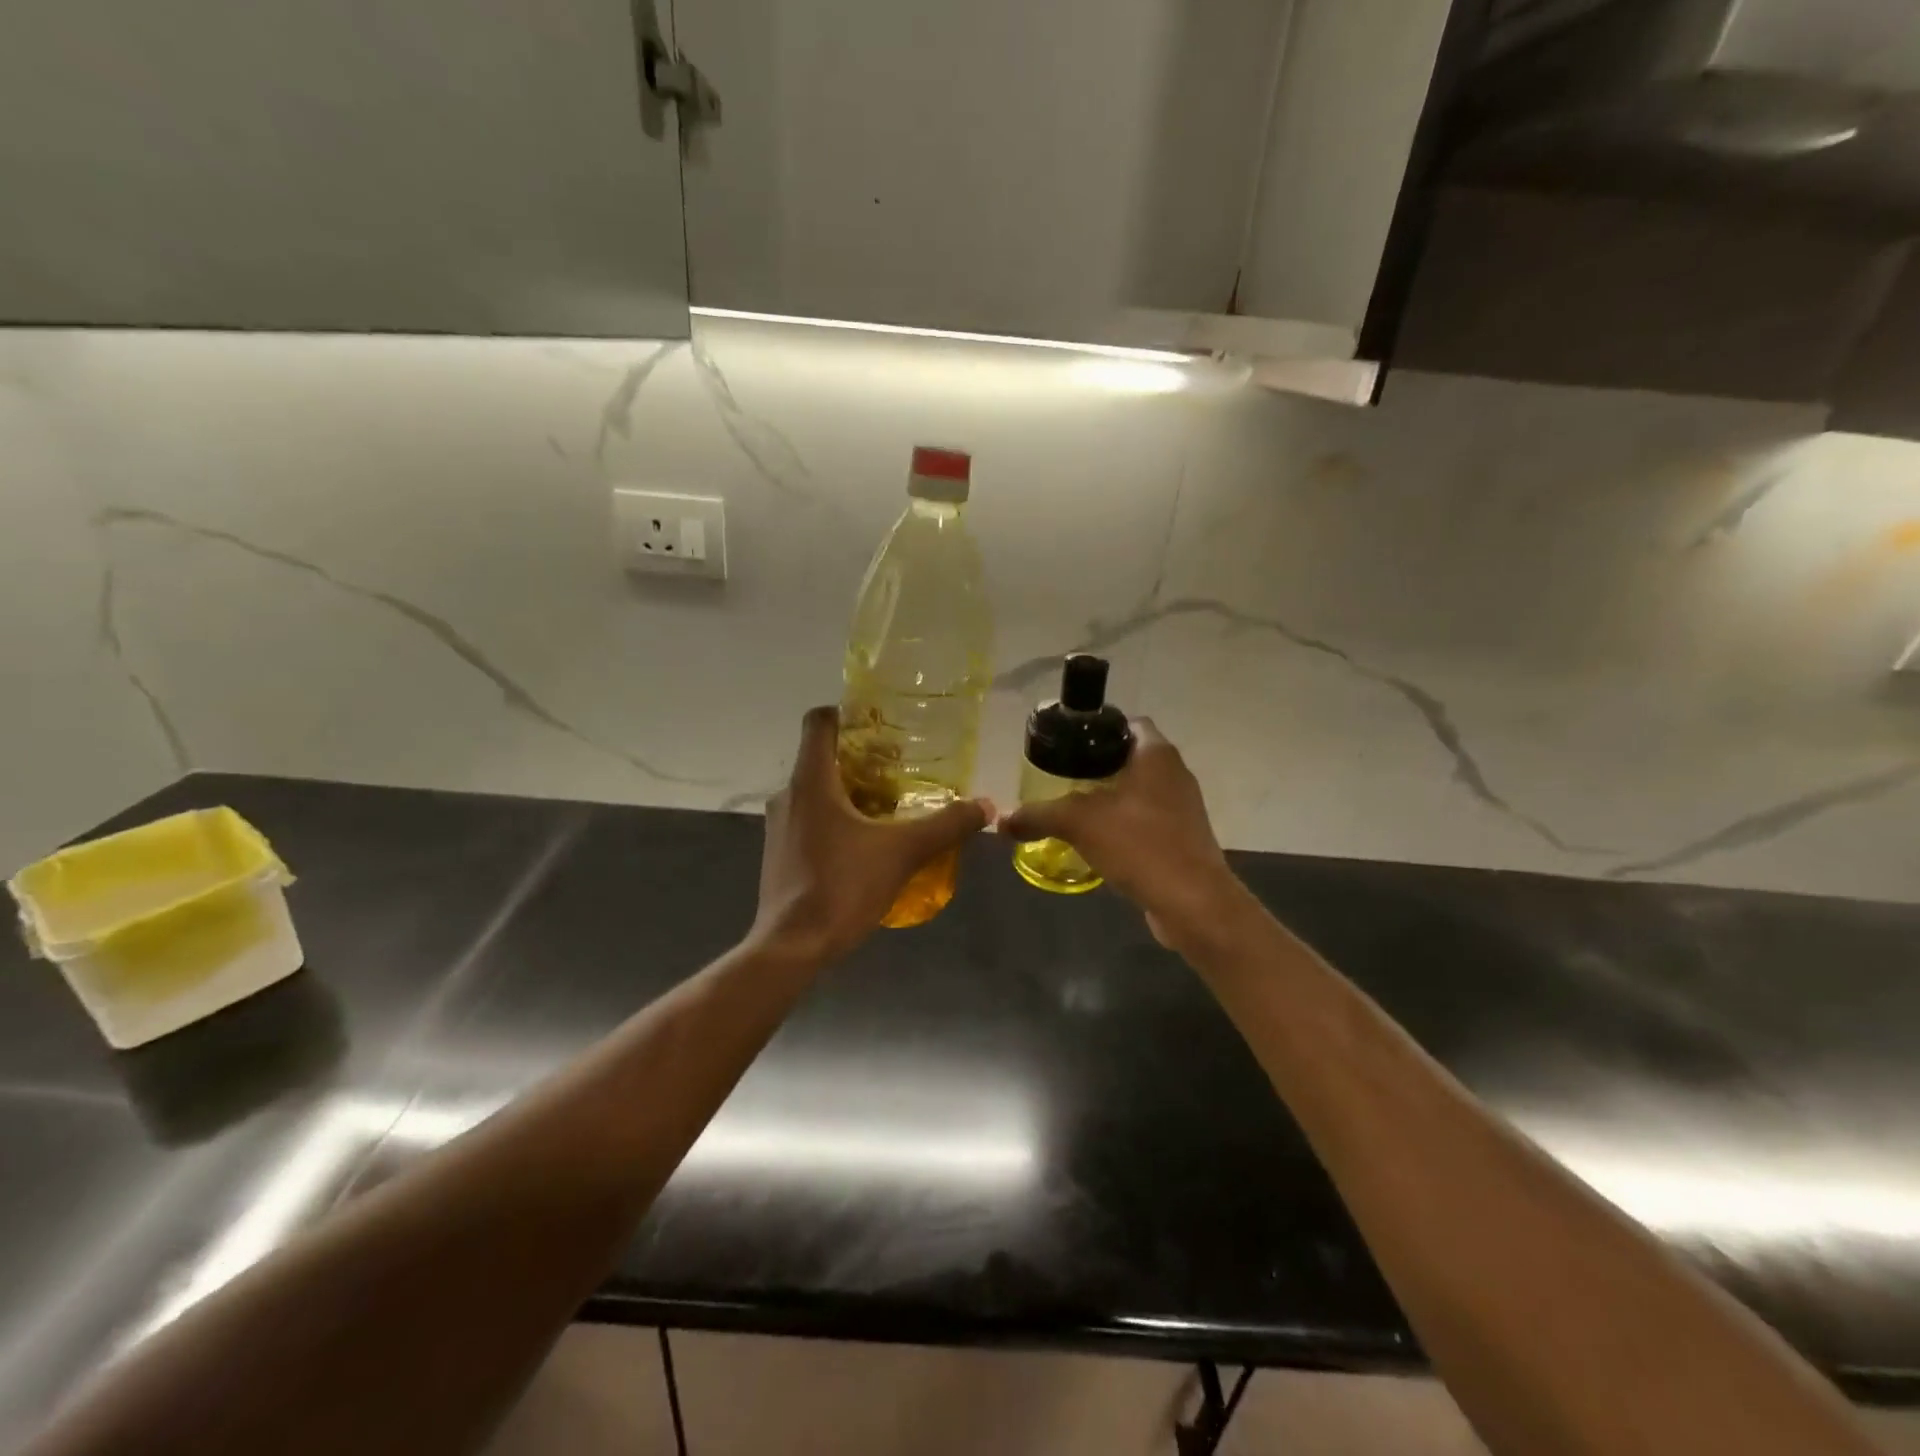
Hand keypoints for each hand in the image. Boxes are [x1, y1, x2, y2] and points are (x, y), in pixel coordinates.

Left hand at [751, 706, 990, 962]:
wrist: (792, 947)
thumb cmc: (842, 886)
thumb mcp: (903, 852)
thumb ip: (946, 826)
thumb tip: (986, 805)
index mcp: (811, 781)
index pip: (819, 722)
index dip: (847, 714)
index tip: (881, 726)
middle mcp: (788, 795)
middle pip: (823, 758)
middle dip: (861, 760)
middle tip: (901, 771)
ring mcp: (779, 826)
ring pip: (817, 791)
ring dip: (850, 793)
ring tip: (890, 808)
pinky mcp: (779, 853)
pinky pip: (810, 820)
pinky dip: (836, 820)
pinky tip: (866, 845)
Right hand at [997, 719, 1242, 948]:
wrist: (1192, 902)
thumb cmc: (1140, 844)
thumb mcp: (1078, 823)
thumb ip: (1038, 815)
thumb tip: (1000, 819)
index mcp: (1157, 755)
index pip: (1129, 723)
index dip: (1098, 728)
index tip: (1068, 744)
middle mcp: (1175, 774)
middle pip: (1132, 757)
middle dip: (1098, 767)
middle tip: (1062, 778)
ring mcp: (1183, 808)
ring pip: (1139, 792)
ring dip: (1110, 799)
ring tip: (1073, 810)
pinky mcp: (1184, 839)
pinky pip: (1147, 822)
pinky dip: (1124, 826)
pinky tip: (1097, 842)